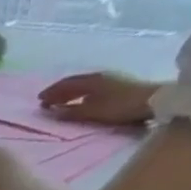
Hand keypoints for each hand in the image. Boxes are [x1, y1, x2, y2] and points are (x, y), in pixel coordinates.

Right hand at [37, 71, 159, 126]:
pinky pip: (90, 87)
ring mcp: (108, 80)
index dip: (52, 92)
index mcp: (92, 80)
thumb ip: (73, 112)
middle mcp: (98, 76)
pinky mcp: (115, 85)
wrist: (151, 101)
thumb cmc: (121, 107)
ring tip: (59, 101)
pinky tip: (79, 100)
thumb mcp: (94, 112)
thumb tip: (54, 112)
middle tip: (45, 101)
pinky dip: (79, 93)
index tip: (39, 101)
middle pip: (74, 82)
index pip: (67, 85)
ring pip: (82, 84)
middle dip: (58, 91)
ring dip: (68, 92)